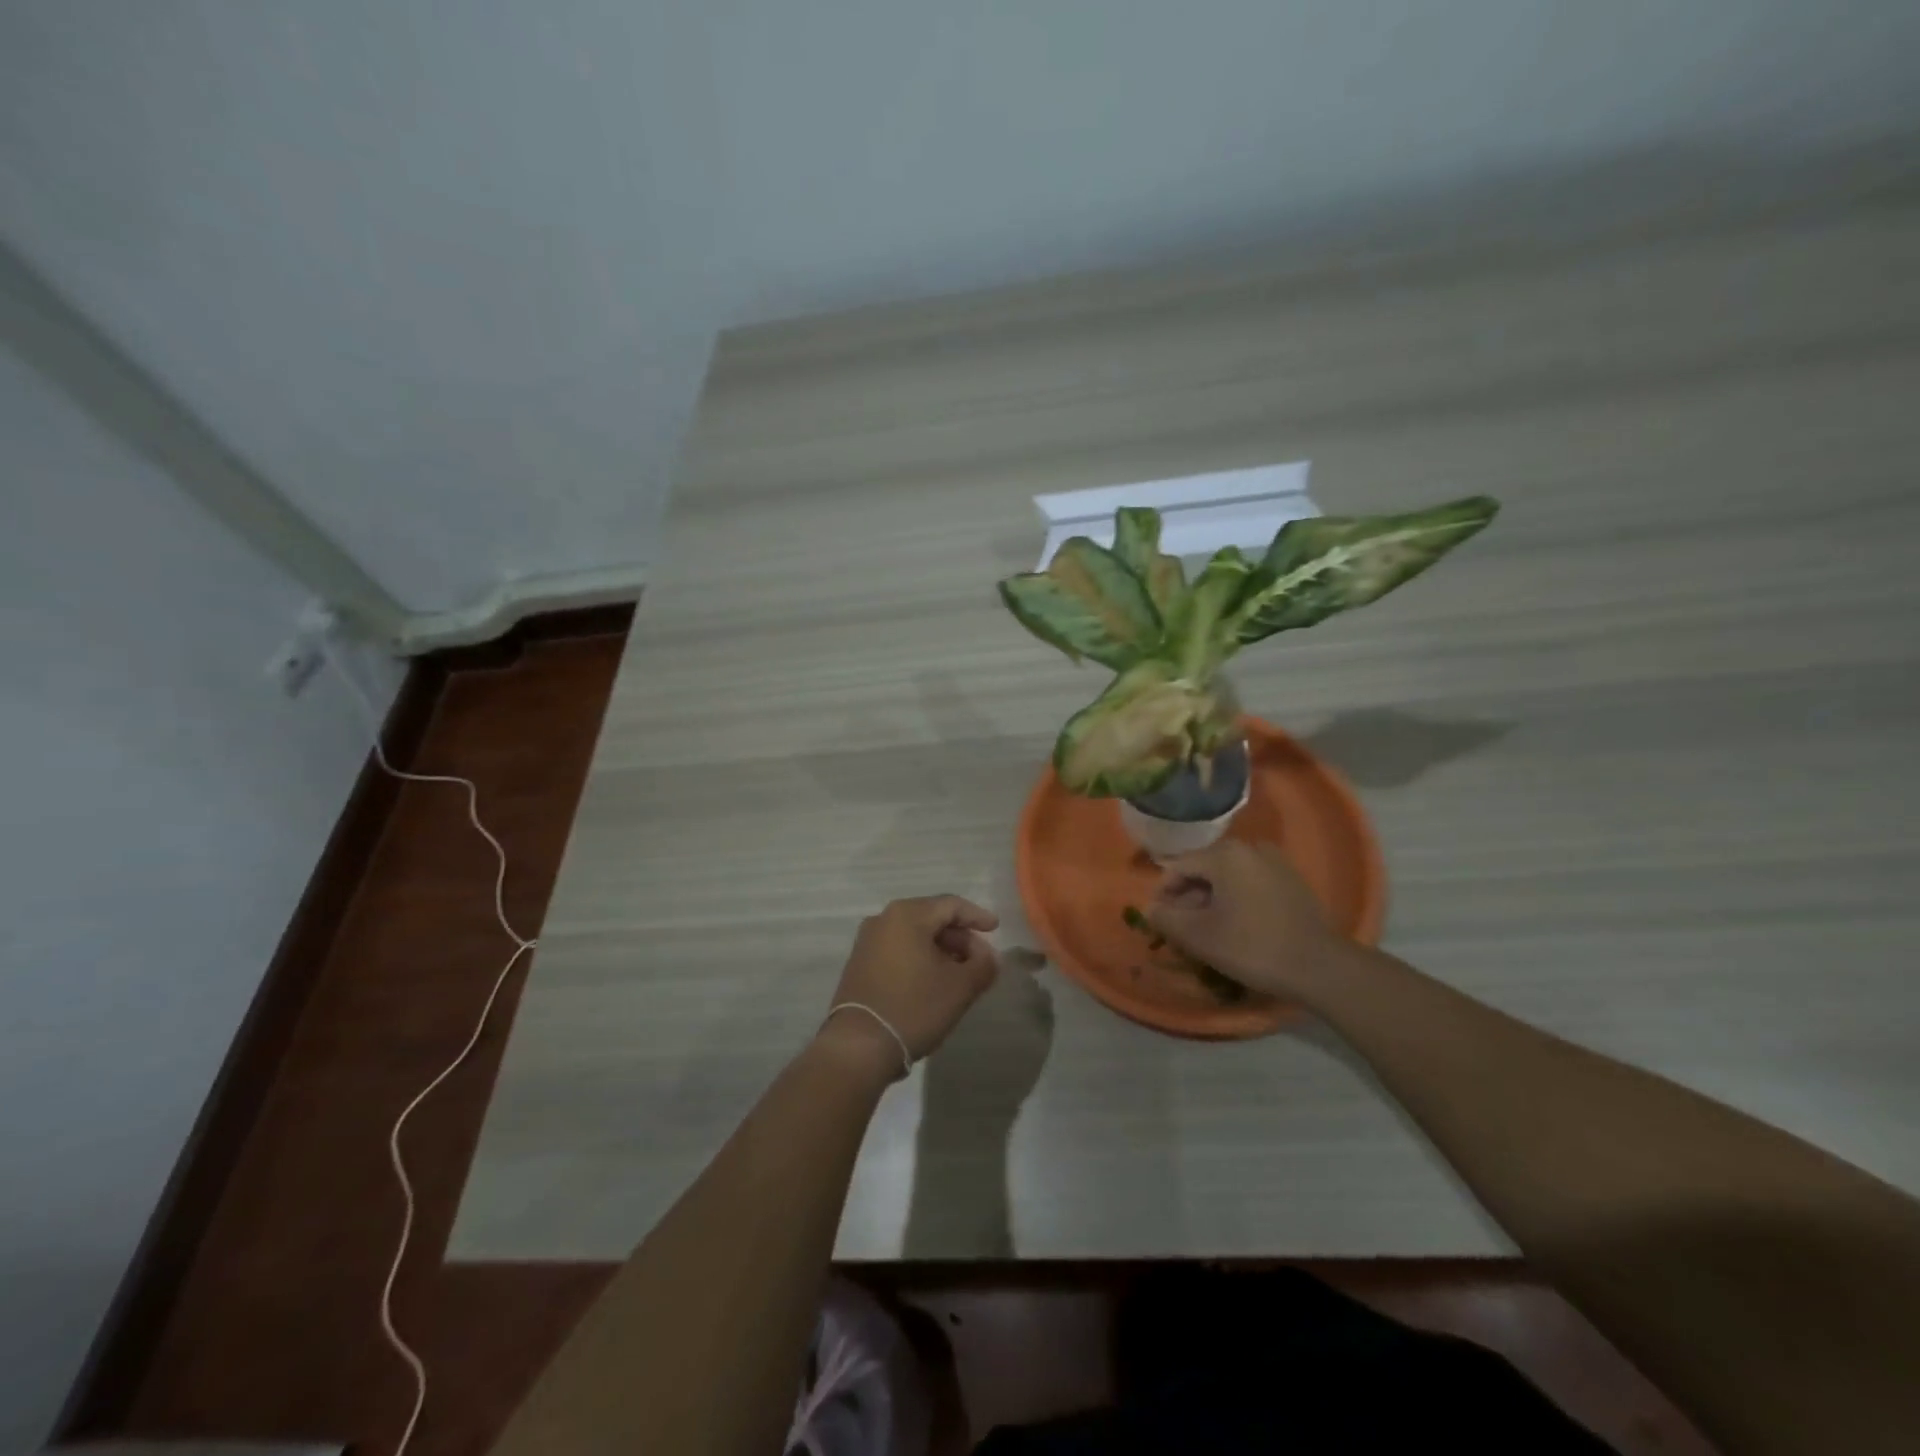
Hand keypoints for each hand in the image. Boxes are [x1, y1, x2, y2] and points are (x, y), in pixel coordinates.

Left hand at [816, 895, 1000, 1080]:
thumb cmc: (914, 1007)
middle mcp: (883, 919)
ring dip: (941, 950)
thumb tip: (989, 955)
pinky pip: (898, 950)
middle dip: (959, 937)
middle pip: (931, 918)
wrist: (859, 1046)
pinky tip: (933, 981)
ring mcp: (867, 941)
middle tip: (980, 958)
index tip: (995, 929)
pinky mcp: (859, 964)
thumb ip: (983, 965)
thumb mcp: (960, 987)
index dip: (976, 916)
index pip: (950, 905)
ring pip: (914, 935)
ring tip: (960, 973)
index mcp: (907, 915)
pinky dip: (920, 958)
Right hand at [1147, 839, 1355, 1001]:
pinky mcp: (1291, 880)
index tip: (1161, 922)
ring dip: (1212, 899)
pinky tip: (1238, 926)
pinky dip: (1237, 899)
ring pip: (1228, 877)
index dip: (1164, 894)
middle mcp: (1249, 848)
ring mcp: (1274, 862)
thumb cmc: (1252, 947)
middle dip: (1188, 897)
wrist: (1319, 966)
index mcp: (1224, 854)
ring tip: (1209, 930)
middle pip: (1204, 869)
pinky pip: (1250, 883)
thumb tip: (1151, 909)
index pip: (1178, 867)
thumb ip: (1166, 919)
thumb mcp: (1199, 936)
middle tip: (1183, 929)